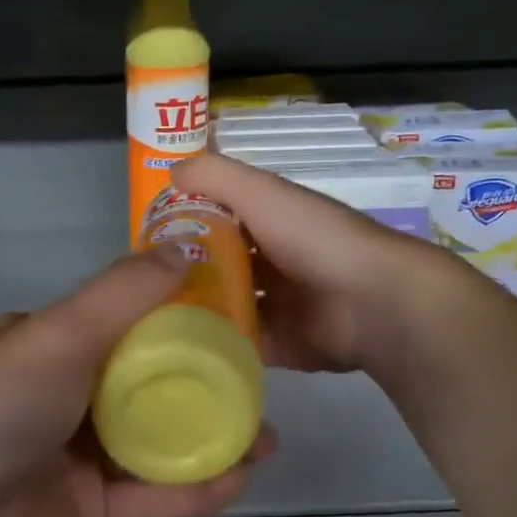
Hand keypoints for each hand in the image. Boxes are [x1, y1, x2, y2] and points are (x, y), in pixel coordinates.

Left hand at [0, 250, 275, 516]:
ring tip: (266, 431)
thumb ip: (122, 295)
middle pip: (147, 386)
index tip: (233, 315)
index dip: (177, 317)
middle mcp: (64, 400)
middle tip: (260, 380)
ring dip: (210, 438)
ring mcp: (77, 462)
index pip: (123, 324)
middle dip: (203, 383)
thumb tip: (183, 248)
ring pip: (157, 445)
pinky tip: (244, 472)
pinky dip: (197, 486)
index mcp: (47, 348)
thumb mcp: (55, 337)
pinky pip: (154, 498)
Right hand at [171, 152, 450, 372]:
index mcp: (273, 222)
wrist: (374, 303)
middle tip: (141, 285)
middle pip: (219, 266)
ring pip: (226, 307)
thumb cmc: (315, 239)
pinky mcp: (280, 345)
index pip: (220, 219)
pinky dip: (214, 344)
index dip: (185, 224)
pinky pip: (239, 343)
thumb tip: (171, 170)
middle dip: (185, 273)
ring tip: (149, 317)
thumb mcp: (262, 193)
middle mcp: (273, 262)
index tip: (146, 238)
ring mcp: (278, 306)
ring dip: (196, 310)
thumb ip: (217, 176)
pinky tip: (177, 346)